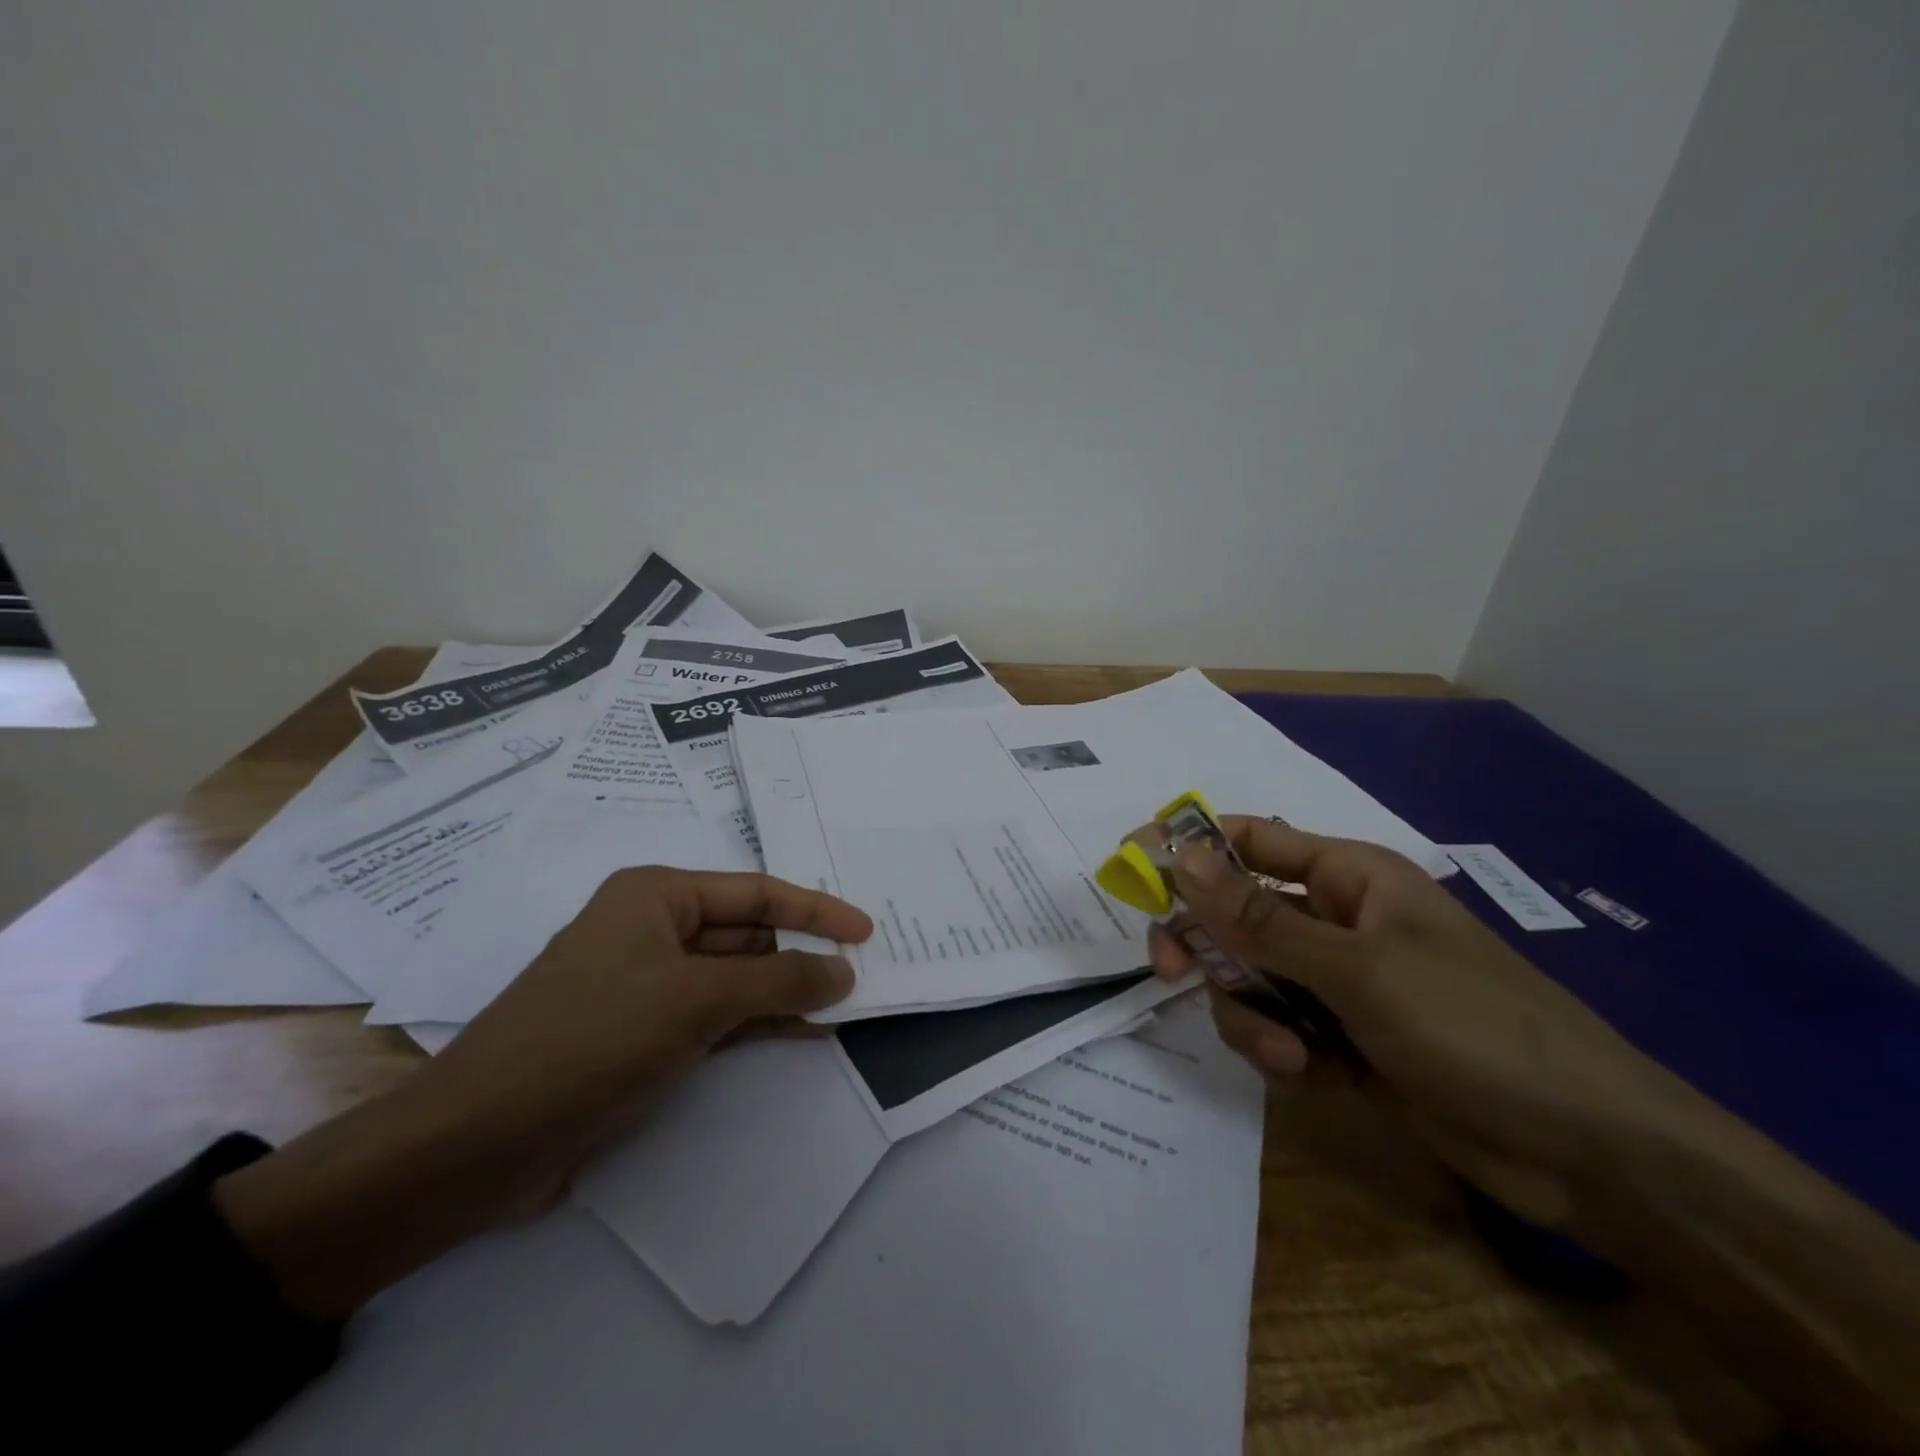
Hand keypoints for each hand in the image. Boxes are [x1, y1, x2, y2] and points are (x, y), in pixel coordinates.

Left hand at [216, 868, 870, 1318]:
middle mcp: (652, 929)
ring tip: (844, 1005)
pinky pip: (718, 1016)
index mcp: (657, 896)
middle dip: (801, 952)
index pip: (757, 891)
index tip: (867, 931)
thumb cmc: (592, 1039)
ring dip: (785, 990)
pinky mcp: (643, 1035)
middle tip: (862, 973)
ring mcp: (647, 985)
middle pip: (748, 931)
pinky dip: (759, 1022)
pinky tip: (803, 1034)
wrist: (477, 1144)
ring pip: (736, 977)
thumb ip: (780, 980)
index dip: (816, 909)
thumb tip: (844, 972)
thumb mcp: (697, 1000)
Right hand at [1147, 819, 1676, 1227]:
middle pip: (1235, 915)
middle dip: (1204, 944)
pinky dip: (1280, 1050)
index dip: (1190, 845)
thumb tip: (1180, 855)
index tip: (1133, 863)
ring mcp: (1338, 983)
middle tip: (1168, 970)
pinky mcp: (1343, 1039)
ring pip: (1249, 979)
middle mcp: (1335, 921)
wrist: (1588, 1152)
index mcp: (1347, 877)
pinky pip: (1278, 1027)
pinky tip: (1310, 1073)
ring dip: (1250, 1012)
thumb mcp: (1357, 968)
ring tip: (1288, 1051)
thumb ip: (1259, 919)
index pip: (1249, 841)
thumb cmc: (1474, 1025)